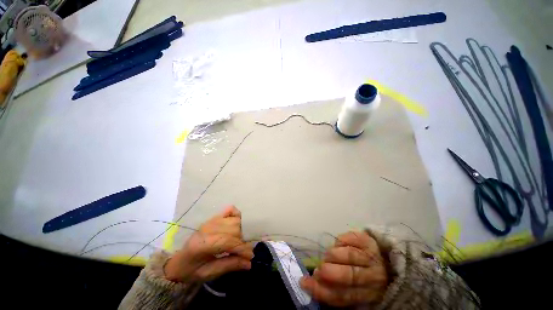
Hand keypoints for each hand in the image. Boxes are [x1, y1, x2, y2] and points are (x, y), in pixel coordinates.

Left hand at [164, 206, 253, 282]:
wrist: (179, 262)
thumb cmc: (192, 271)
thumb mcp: (209, 274)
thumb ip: (230, 265)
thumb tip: (249, 263)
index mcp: (202, 244)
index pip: (228, 241)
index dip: (242, 248)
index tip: (250, 257)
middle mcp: (208, 228)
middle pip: (234, 228)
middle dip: (242, 240)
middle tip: (244, 252)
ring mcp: (211, 220)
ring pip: (234, 220)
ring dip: (241, 230)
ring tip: (240, 242)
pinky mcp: (214, 217)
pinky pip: (230, 210)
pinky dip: (237, 215)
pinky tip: (238, 225)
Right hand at [300, 231, 388, 306]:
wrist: (387, 261)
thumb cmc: (367, 279)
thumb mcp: (356, 290)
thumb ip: (338, 288)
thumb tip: (314, 279)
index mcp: (370, 294)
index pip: (343, 296)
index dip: (321, 290)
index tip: (304, 282)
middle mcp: (374, 276)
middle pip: (349, 275)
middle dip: (328, 272)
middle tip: (319, 269)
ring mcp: (372, 255)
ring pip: (348, 254)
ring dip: (332, 255)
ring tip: (328, 257)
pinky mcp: (368, 239)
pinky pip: (348, 237)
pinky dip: (339, 241)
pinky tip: (339, 246)